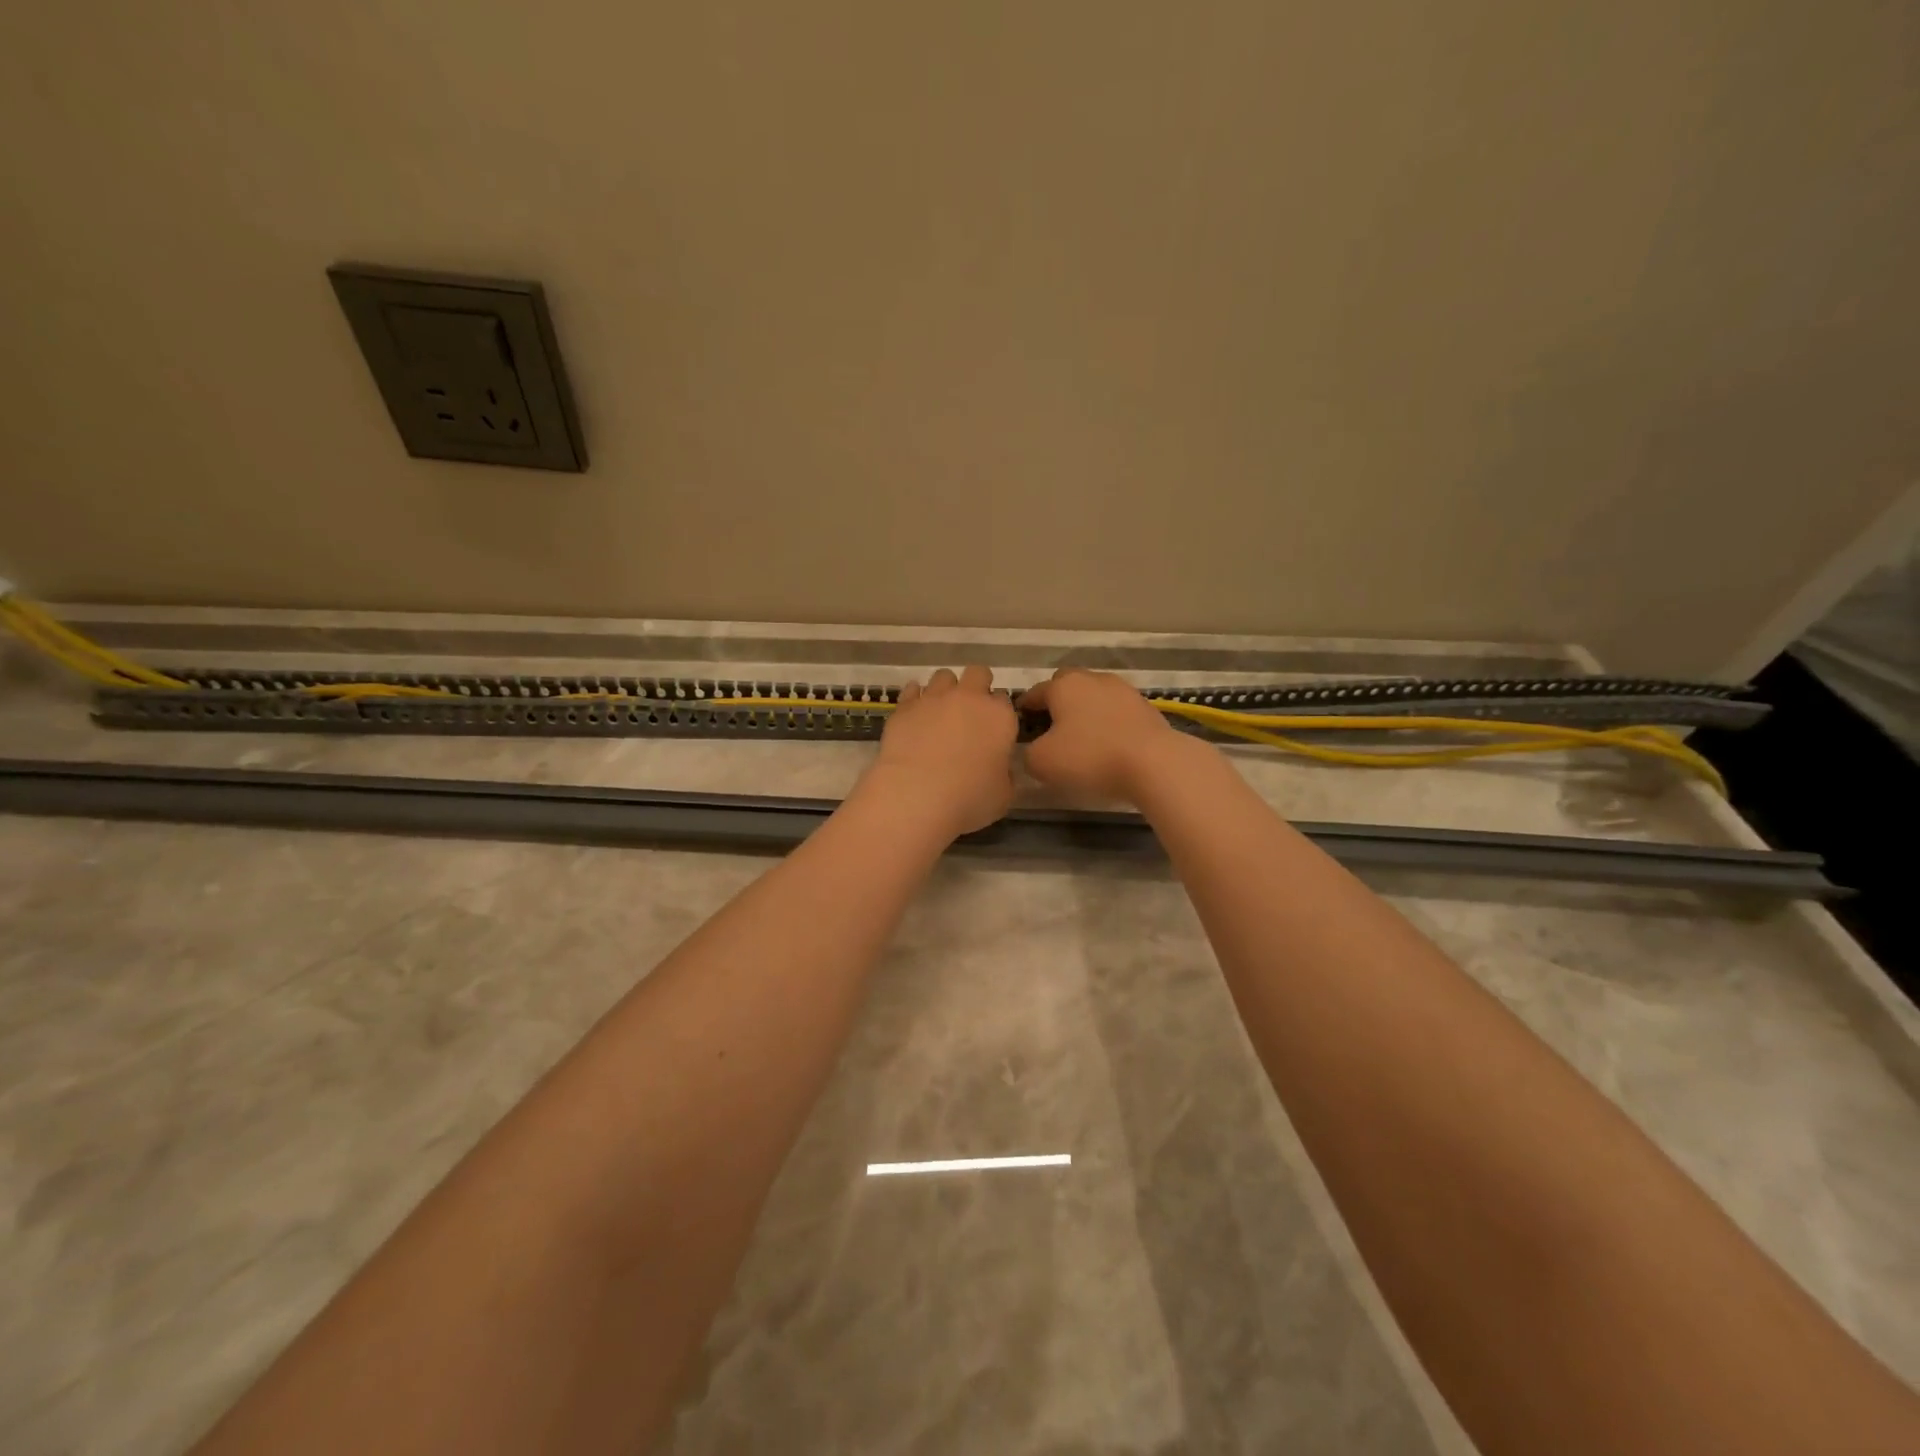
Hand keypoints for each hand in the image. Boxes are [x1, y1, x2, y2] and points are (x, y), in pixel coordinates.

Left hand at [862, 666, 1018, 838]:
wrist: (916, 794)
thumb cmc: (968, 798)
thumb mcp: (1003, 794)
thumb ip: (1004, 774)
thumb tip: (999, 768)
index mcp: (1000, 716)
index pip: (1005, 701)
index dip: (999, 713)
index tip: (993, 729)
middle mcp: (969, 698)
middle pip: (978, 673)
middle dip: (977, 685)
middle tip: (971, 711)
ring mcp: (934, 698)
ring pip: (944, 676)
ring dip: (946, 689)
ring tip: (940, 711)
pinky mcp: (905, 706)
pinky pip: (913, 689)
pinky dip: (916, 697)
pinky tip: (916, 713)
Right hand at [1017, 669, 1189, 802]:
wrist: (1154, 763)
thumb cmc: (1090, 757)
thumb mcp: (1042, 762)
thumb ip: (1027, 753)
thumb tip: (1034, 749)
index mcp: (1063, 686)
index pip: (1034, 693)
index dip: (1024, 711)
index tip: (1020, 728)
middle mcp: (1092, 678)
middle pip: (1066, 686)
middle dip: (1057, 703)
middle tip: (1052, 730)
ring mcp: (1122, 689)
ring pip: (1094, 696)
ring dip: (1085, 712)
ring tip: (1082, 738)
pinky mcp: (1145, 706)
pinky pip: (1115, 711)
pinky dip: (1108, 722)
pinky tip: (1108, 744)